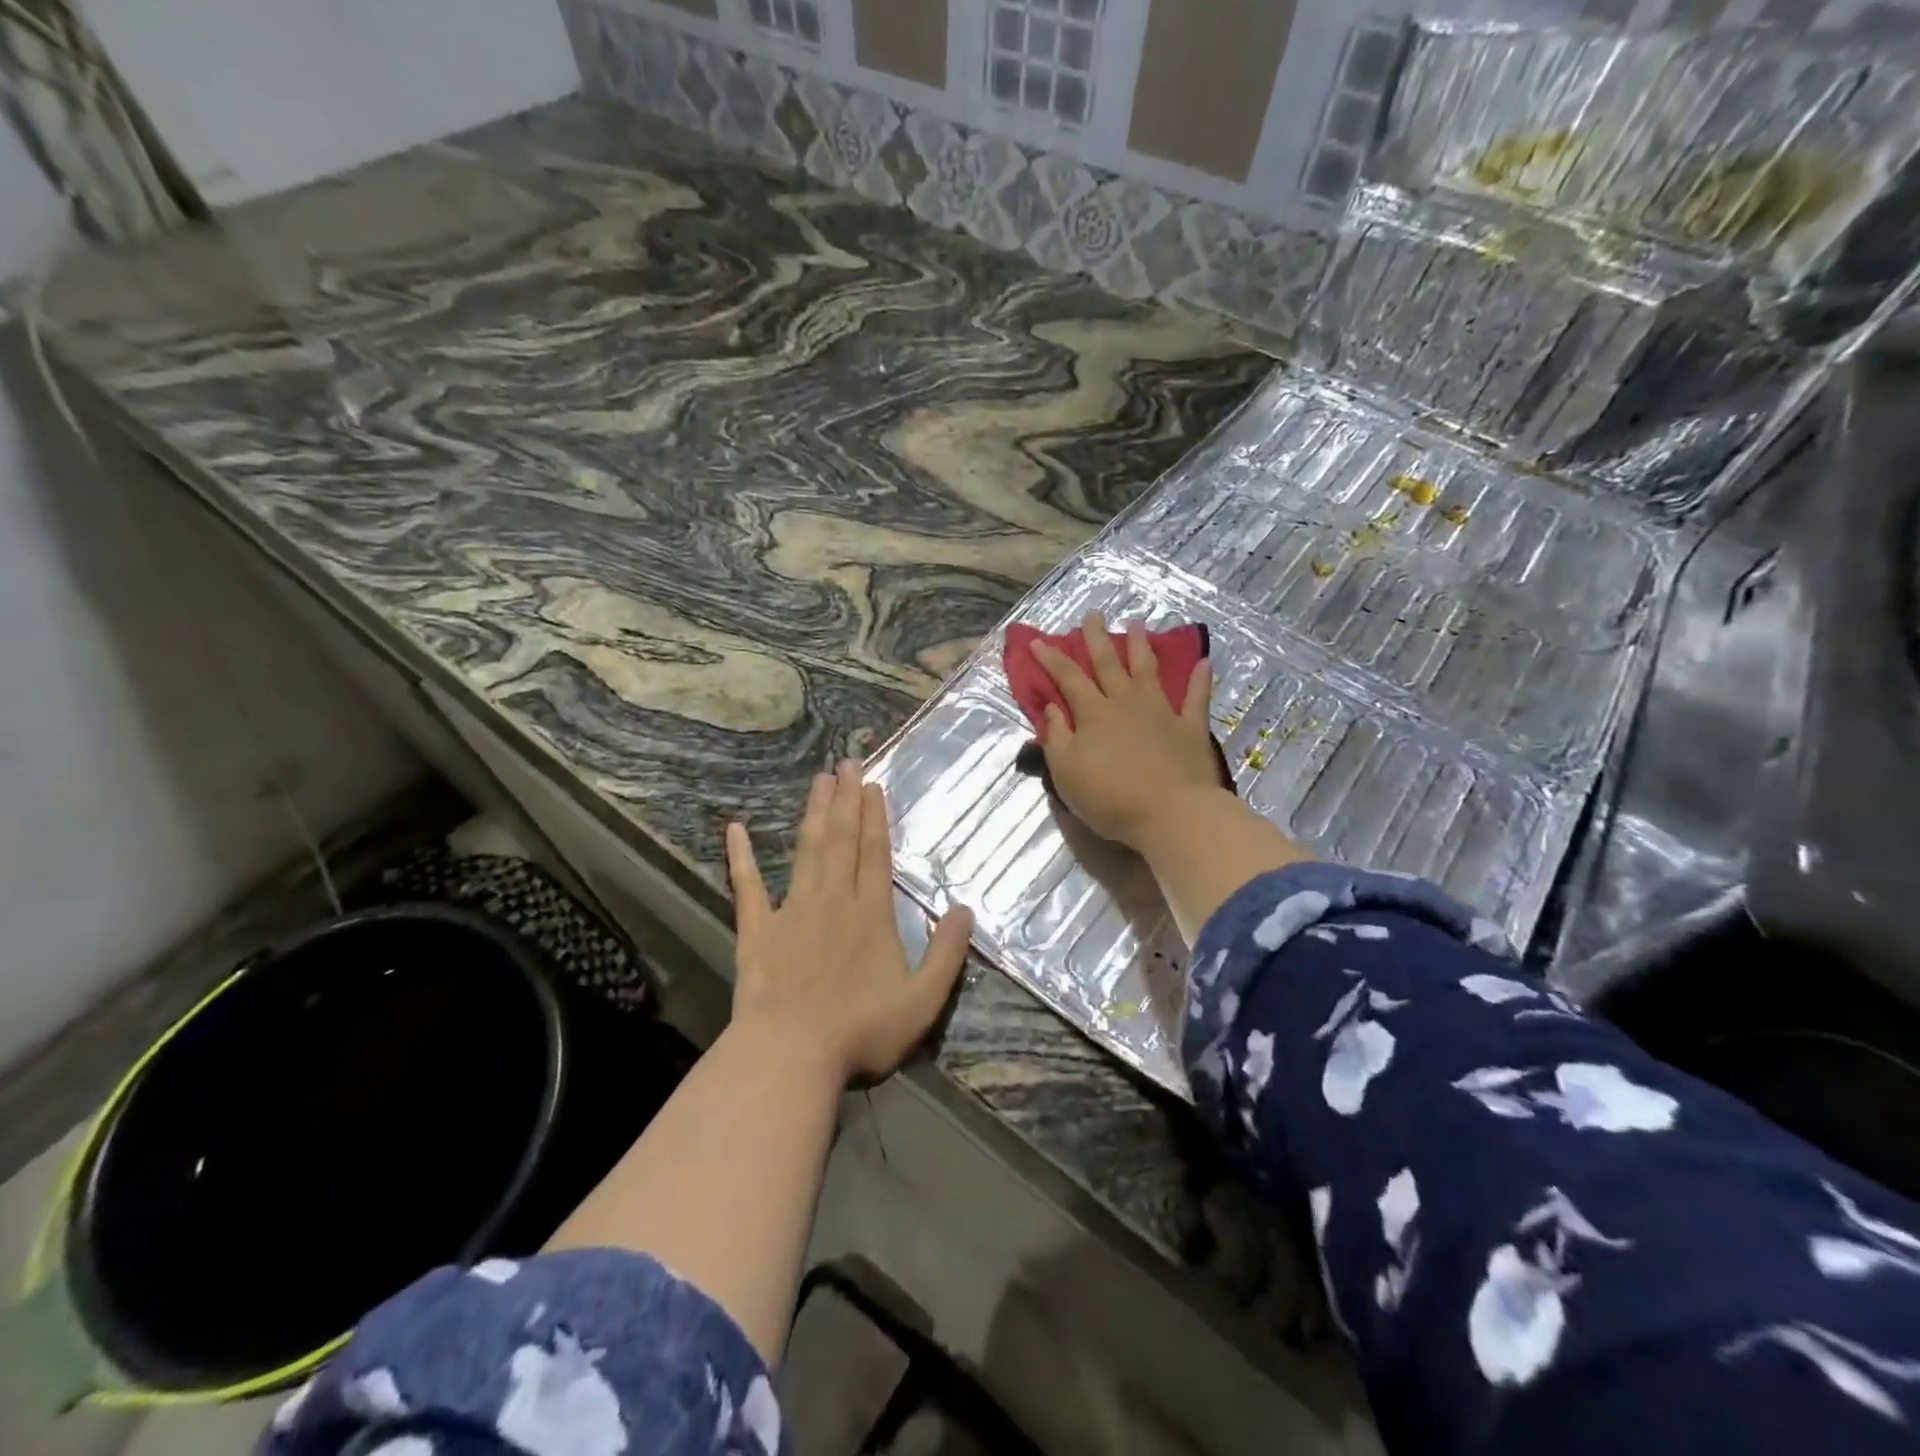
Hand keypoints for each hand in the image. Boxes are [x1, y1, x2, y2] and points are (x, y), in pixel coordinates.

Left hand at [726, 761, 973, 1085]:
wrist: (791, 1055)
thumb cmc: (861, 1031)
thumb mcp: (922, 1001)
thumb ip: (946, 954)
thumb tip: (966, 910)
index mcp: (871, 914)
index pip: (875, 853)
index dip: (874, 817)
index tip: (871, 785)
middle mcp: (834, 900)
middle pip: (841, 840)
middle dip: (845, 799)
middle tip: (846, 762)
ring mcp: (792, 911)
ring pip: (806, 850)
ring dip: (813, 813)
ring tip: (818, 780)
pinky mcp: (758, 930)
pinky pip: (748, 887)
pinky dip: (741, 857)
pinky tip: (735, 829)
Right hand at [1032, 612, 1219, 850]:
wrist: (1171, 813)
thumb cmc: (1110, 798)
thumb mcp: (1066, 772)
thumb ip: (1057, 737)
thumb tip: (1052, 708)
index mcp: (1093, 714)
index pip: (1068, 678)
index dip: (1051, 659)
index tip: (1038, 642)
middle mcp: (1126, 703)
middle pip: (1109, 664)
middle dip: (1097, 638)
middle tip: (1094, 614)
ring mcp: (1161, 712)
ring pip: (1148, 670)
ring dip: (1141, 647)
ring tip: (1138, 624)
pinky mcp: (1190, 727)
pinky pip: (1196, 697)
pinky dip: (1200, 679)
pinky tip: (1204, 662)